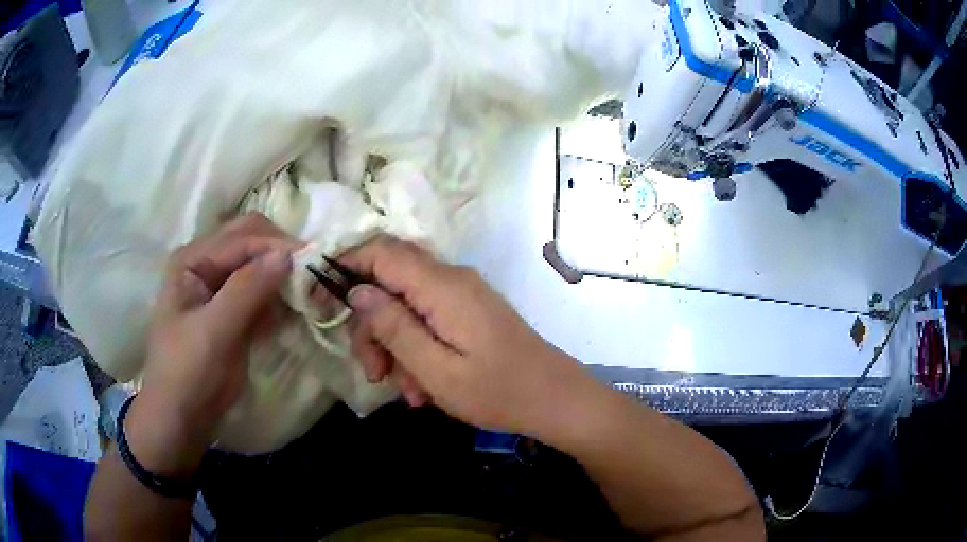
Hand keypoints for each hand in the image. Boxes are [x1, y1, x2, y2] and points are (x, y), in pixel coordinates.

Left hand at [125, 213, 299, 476]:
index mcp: (193, 259)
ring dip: (283, 276)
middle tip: (312, 273)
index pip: (242, 238)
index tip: (314, 262)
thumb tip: (287, 254)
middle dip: (281, 254)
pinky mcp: (233, 312)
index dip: (276, 246)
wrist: (182, 418)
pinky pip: (262, 294)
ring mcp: (220, 289)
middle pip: (251, 243)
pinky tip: (292, 312)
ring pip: (259, 267)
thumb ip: (247, 290)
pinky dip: (279, 299)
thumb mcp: (214, 331)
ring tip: (309, 292)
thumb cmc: (188, 372)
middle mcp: (206, 265)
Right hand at [341, 236, 591, 435]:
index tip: (322, 301)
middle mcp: (451, 279)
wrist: (556, 400)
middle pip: (389, 282)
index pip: (380, 251)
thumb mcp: (435, 369)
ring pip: (406, 306)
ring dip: (395, 346)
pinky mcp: (469, 312)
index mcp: (441, 285)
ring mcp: (462, 295)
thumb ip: (393, 326)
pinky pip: (428, 320)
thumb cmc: (498, 392)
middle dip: (371, 327)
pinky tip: (425, 387)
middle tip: (374, 373)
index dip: (345, 266)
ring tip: (408, 392)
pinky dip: (416, 350)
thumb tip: (357, 291)